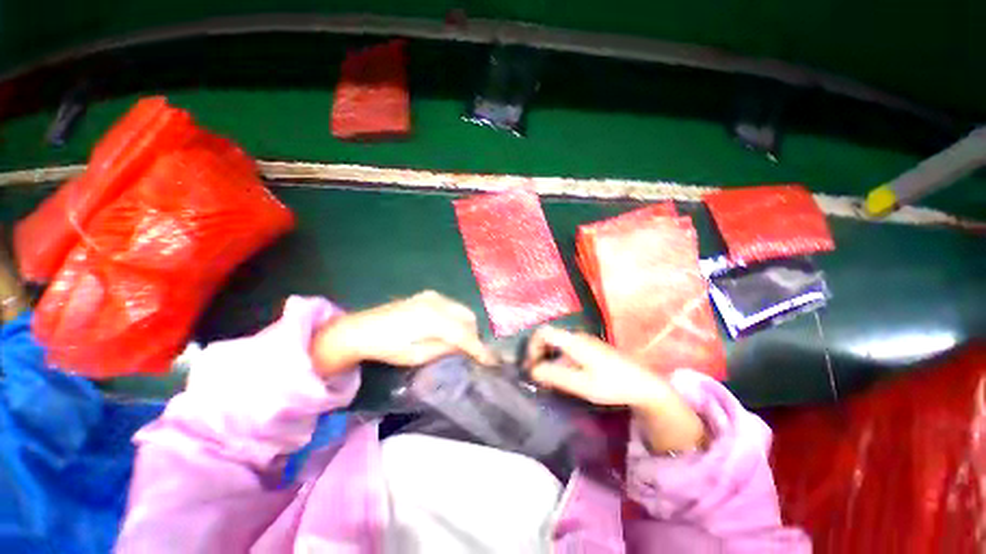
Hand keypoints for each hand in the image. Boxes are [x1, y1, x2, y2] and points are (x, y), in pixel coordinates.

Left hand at [311, 291, 495, 376]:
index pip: (464, 334)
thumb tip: (466, 347)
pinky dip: (457, 317)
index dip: (479, 348)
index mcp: (433, 319)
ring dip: (467, 326)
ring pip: (462, 310)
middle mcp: (437, 302)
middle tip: (473, 352)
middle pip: (468, 318)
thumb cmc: (388, 348)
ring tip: (462, 342)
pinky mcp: (428, 295)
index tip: (491, 361)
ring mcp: (433, 295)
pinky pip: (452, 306)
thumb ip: (445, 348)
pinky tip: (450, 329)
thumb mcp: (418, 355)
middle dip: (474, 335)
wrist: (362, 328)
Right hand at [526, 326, 706, 453]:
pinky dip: (557, 358)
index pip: (543, 333)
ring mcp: (585, 341)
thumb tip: (532, 370)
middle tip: (535, 374)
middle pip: (548, 337)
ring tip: (546, 377)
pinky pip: (566, 348)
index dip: (532, 346)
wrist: (644, 385)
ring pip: (557, 343)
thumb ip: (554, 376)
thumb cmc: (612, 384)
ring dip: (547, 357)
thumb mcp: (581, 384)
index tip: (530, 366)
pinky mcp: (590, 348)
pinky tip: (562, 374)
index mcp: (574, 341)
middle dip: (537, 353)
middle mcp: (577, 336)